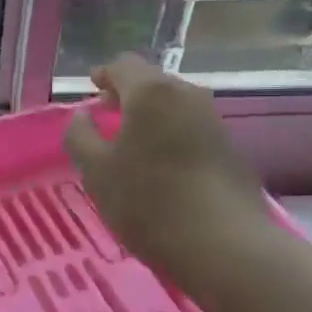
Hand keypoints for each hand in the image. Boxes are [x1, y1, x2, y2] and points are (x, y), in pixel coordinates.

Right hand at [63, 54, 273, 286]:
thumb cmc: (148, 202)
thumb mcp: (96, 171)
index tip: (91, 90)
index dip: (103, 75)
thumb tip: (82, 115)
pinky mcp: (230, 148)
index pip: (123, 65)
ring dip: (151, 117)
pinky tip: (161, 166)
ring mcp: (214, 120)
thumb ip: (80, 136)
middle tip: (107, 116)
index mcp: (151, 92)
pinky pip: (191, 128)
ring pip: (174, 106)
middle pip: (152, 82)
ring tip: (132, 143)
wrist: (225, 245)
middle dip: (127, 94)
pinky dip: (171, 135)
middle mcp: (187, 95)